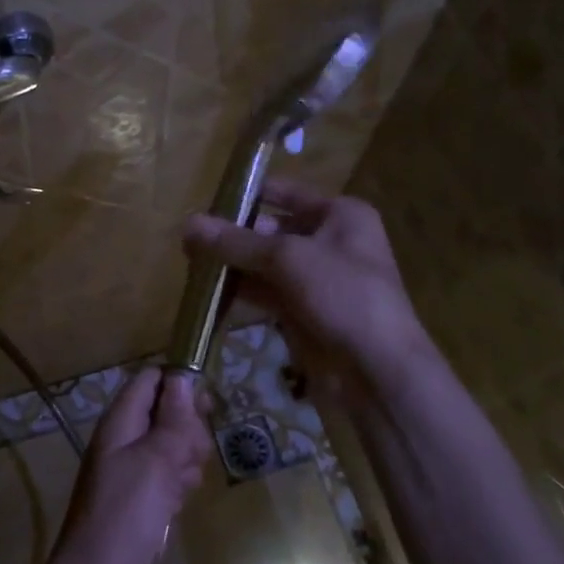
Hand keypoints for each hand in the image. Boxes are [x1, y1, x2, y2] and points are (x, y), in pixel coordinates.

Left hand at [45, 367, 210, 563]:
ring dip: (186, 459)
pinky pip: (168, 477)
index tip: (207, 405)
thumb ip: (173, 419)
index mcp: (120, 422)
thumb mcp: (156, 461)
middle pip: (165, 412)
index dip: (179, 384)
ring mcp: (131, 470)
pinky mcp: (140, 499)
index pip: (150, 380)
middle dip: (187, 429)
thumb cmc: (125, 514)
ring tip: (184, 484)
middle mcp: (123, 440)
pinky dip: (178, 485)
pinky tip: (179, 503)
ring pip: (171, 446)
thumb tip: (182, 378)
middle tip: (193, 454)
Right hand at [183, 179, 437, 400]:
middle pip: (272, 229)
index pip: (286, 193)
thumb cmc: (343, 295)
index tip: (207, 202)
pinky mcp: (304, 311)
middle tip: (190, 239)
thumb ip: (236, 242)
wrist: (377, 370)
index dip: (248, 195)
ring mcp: (317, 280)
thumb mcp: (287, 259)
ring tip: (190, 263)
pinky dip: (240, 290)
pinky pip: (266, 293)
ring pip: (265, 264)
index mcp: (341, 215)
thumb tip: (187, 224)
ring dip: (233, 264)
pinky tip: (208, 290)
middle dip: (233, 234)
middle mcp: (330, 242)